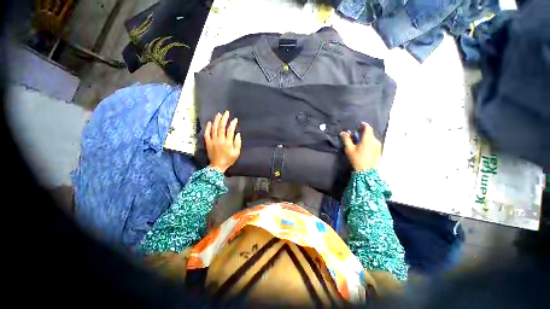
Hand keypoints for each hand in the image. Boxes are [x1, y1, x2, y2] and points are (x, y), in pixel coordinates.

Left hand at [204, 110, 241, 172]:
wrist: (217, 166)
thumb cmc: (229, 159)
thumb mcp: (237, 153)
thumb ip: (237, 143)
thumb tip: (237, 134)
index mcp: (228, 142)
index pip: (230, 130)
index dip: (233, 124)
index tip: (235, 119)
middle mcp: (220, 140)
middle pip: (221, 127)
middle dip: (224, 119)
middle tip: (226, 112)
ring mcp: (213, 141)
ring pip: (214, 128)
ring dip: (216, 120)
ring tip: (218, 114)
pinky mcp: (208, 142)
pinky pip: (207, 133)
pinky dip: (208, 127)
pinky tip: (209, 122)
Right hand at [340, 122, 381, 170]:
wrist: (366, 171)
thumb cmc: (357, 159)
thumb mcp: (349, 149)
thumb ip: (346, 139)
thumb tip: (343, 133)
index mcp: (368, 139)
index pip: (368, 128)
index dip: (363, 125)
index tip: (358, 126)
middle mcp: (375, 141)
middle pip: (370, 133)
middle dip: (363, 132)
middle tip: (356, 135)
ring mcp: (378, 146)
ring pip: (372, 138)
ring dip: (365, 138)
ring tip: (358, 142)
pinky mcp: (379, 151)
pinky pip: (373, 143)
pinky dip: (368, 142)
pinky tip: (363, 148)